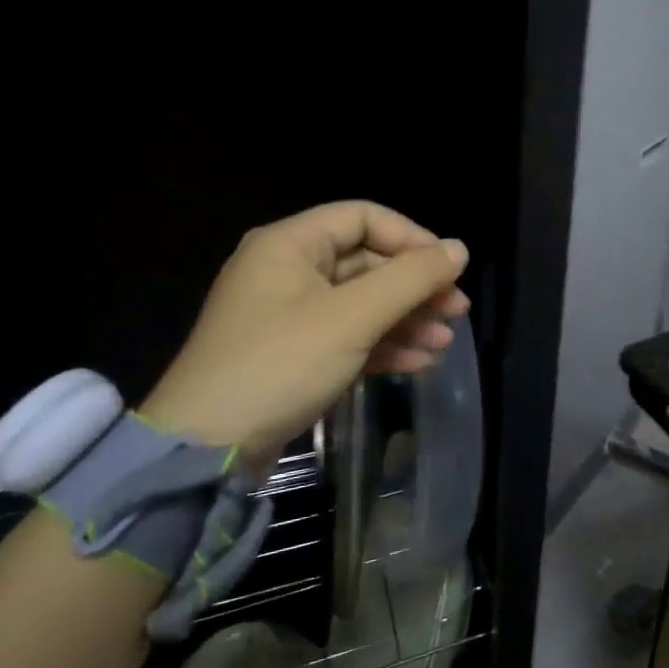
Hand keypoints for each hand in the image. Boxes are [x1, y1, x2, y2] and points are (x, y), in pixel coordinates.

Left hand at [139, 201, 469, 461]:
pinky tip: (418, 363)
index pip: (364, 218)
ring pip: (363, 303)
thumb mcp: (354, 316)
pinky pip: (349, 335)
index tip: (449, 269)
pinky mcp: (295, 353)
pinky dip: (384, 345)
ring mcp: (290, 314)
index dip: (412, 238)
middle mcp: (288, 270)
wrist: (208, 449)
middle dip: (416, 287)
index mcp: (291, 244)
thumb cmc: (281, 363)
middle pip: (368, 263)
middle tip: (457, 311)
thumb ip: (411, 278)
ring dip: (407, 320)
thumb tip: (460, 249)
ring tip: (443, 343)